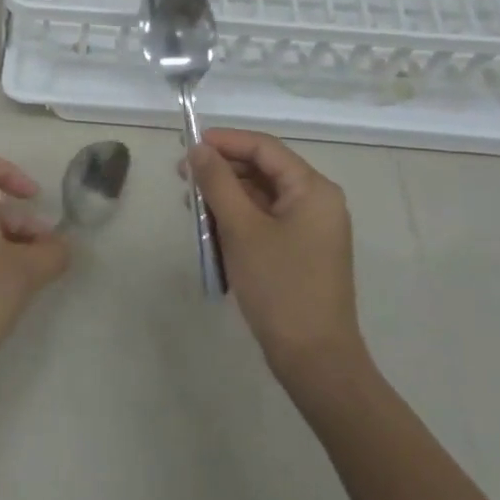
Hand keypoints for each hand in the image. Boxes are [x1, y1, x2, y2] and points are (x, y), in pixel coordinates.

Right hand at [188, 130, 364, 387]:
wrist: (314, 358)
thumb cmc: (280, 286)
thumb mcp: (242, 229)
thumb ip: (218, 183)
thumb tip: (198, 149)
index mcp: (313, 189)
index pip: (264, 148)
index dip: (225, 141)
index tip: (188, 145)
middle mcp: (317, 201)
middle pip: (263, 170)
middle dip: (222, 170)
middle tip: (182, 177)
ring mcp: (310, 228)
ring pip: (261, 197)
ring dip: (226, 197)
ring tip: (191, 206)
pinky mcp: (300, 251)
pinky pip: (264, 221)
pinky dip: (237, 220)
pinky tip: (210, 229)